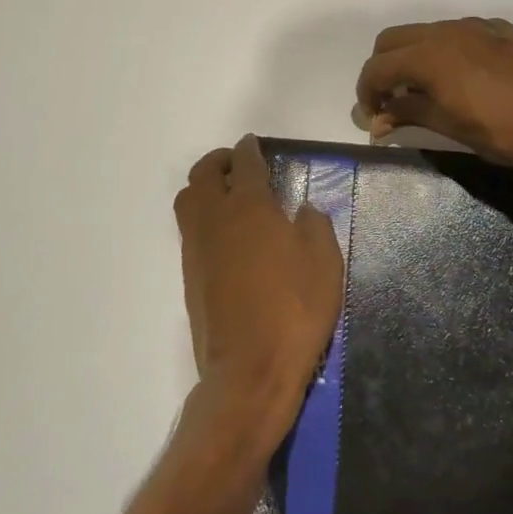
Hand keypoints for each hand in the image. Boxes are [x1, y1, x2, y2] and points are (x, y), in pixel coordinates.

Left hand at [174, 135, 345, 447]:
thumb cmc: (294, 310)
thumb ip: (314, 225)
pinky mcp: (189, 275)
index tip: (253, 144)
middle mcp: (214, 218)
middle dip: (218, 161)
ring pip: (187, 200)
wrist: (250, 369)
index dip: (249, 149)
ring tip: (226, 195)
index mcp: (248, 206)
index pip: (244, 163)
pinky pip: (190, 230)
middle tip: (236, 164)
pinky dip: (202, 218)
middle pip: (202, 174)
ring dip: (203, 187)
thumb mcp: (324, 263)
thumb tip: (302, 210)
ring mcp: (196, 248)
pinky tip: (226, 235)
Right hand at [353, 18, 512, 172]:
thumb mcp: (450, 127)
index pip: (378, 67)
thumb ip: (409, 115)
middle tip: (391, 101)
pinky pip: (456, 32)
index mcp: (429, 56)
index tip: (372, 116)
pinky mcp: (500, 29)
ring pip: (425, 32)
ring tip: (424, 91)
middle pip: (393, 39)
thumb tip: (377, 121)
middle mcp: (447, 31)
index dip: (366, 92)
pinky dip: (442, 50)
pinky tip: (460, 78)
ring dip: (412, 57)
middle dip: (383, 68)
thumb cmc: (504, 133)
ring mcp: (475, 26)